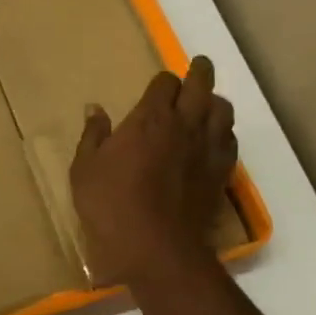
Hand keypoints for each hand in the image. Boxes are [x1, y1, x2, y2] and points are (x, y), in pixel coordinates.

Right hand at [71, 56, 236, 287]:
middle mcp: (184, 124)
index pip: (165, 82)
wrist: (155, 247)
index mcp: (150, 118)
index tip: (158, 87)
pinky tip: (215, 139)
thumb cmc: (110, 206)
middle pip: (201, 85)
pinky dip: (224, 132)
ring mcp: (208, 148)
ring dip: (214, 102)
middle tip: (198, 67)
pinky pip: (230, 140)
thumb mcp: (85, 170)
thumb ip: (93, 136)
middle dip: (199, 72)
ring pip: (222, 109)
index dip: (162, 82)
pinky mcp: (222, 172)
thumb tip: (95, 109)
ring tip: (207, 104)